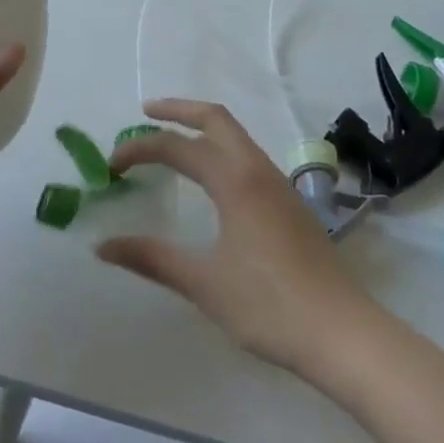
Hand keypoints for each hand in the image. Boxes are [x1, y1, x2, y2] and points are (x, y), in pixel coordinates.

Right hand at [100, 100, 378, 374]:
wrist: (340, 332)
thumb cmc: (267, 305)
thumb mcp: (203, 282)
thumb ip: (151, 258)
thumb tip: (103, 246)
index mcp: (236, 181)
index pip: (179, 147)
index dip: (140, 149)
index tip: (112, 166)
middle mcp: (258, 170)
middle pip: (217, 119)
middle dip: (179, 110)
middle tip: (146, 114)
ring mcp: (279, 185)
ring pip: (237, 137)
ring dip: (203, 129)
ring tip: (173, 141)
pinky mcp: (290, 204)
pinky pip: (249, 157)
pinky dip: (221, 150)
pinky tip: (211, 179)